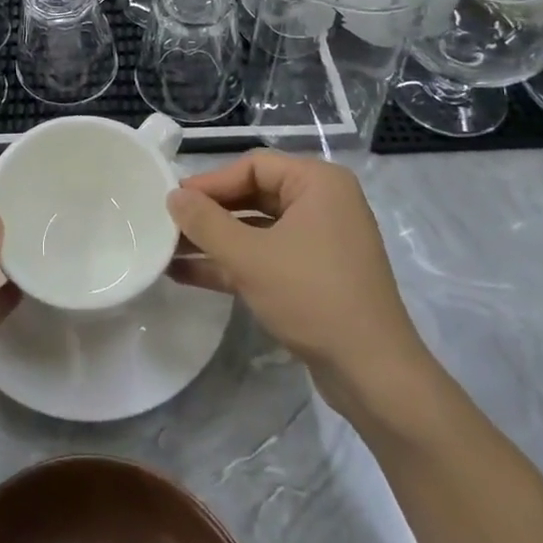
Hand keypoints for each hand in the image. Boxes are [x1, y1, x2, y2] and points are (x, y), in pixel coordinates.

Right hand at [168, 150, 436, 429]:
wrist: (374, 376)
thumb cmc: (312, 296)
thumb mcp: (250, 257)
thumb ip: (205, 222)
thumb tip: (172, 196)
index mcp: (318, 183)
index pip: (253, 166)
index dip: (210, 182)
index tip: (173, 200)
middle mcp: (323, 204)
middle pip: (253, 195)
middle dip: (210, 213)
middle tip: (168, 223)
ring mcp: (321, 242)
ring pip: (256, 230)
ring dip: (215, 241)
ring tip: (168, 249)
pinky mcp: (316, 276)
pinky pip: (267, 256)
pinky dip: (233, 263)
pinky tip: (189, 274)